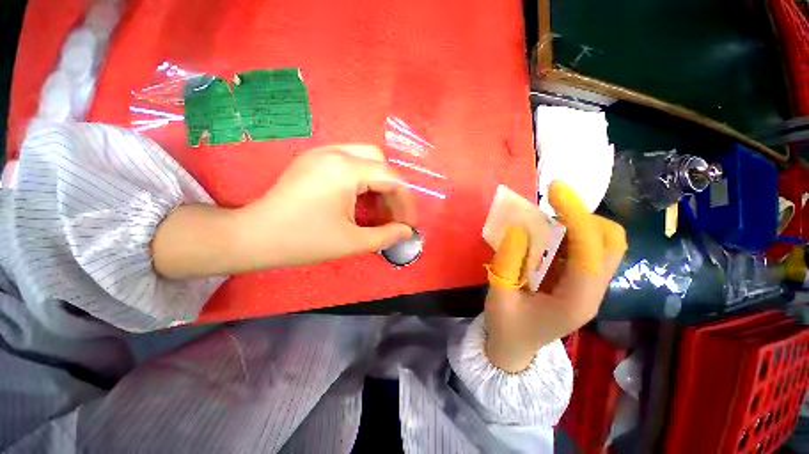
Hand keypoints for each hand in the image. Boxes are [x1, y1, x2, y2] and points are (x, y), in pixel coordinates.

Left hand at [153, 144, 415, 278]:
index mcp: (345, 170)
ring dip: (377, 184)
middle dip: (392, 189)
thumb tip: (407, 232)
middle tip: (392, 214)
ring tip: (377, 210)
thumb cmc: (303, 241)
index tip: (408, 223)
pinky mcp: (313, 161)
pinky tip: (359, 201)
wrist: (254, 237)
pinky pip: (349, 163)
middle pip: (379, 161)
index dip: (405, 201)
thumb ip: (386, 236)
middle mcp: (335, 153)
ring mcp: (321, 153)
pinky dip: (362, 181)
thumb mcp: (352, 242)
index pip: (391, 177)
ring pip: (365, 159)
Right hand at [483, 181, 626, 371]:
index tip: (556, 191)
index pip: (590, 254)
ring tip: (545, 220)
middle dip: (586, 218)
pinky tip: (545, 235)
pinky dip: (570, 233)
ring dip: (578, 223)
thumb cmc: (506, 325)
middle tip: (552, 208)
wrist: (515, 346)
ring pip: (604, 244)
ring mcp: (590, 286)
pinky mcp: (580, 280)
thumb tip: (518, 228)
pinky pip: (586, 248)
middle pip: (613, 245)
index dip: (577, 218)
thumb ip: (507, 262)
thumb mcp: (498, 295)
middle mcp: (593, 292)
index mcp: (575, 302)